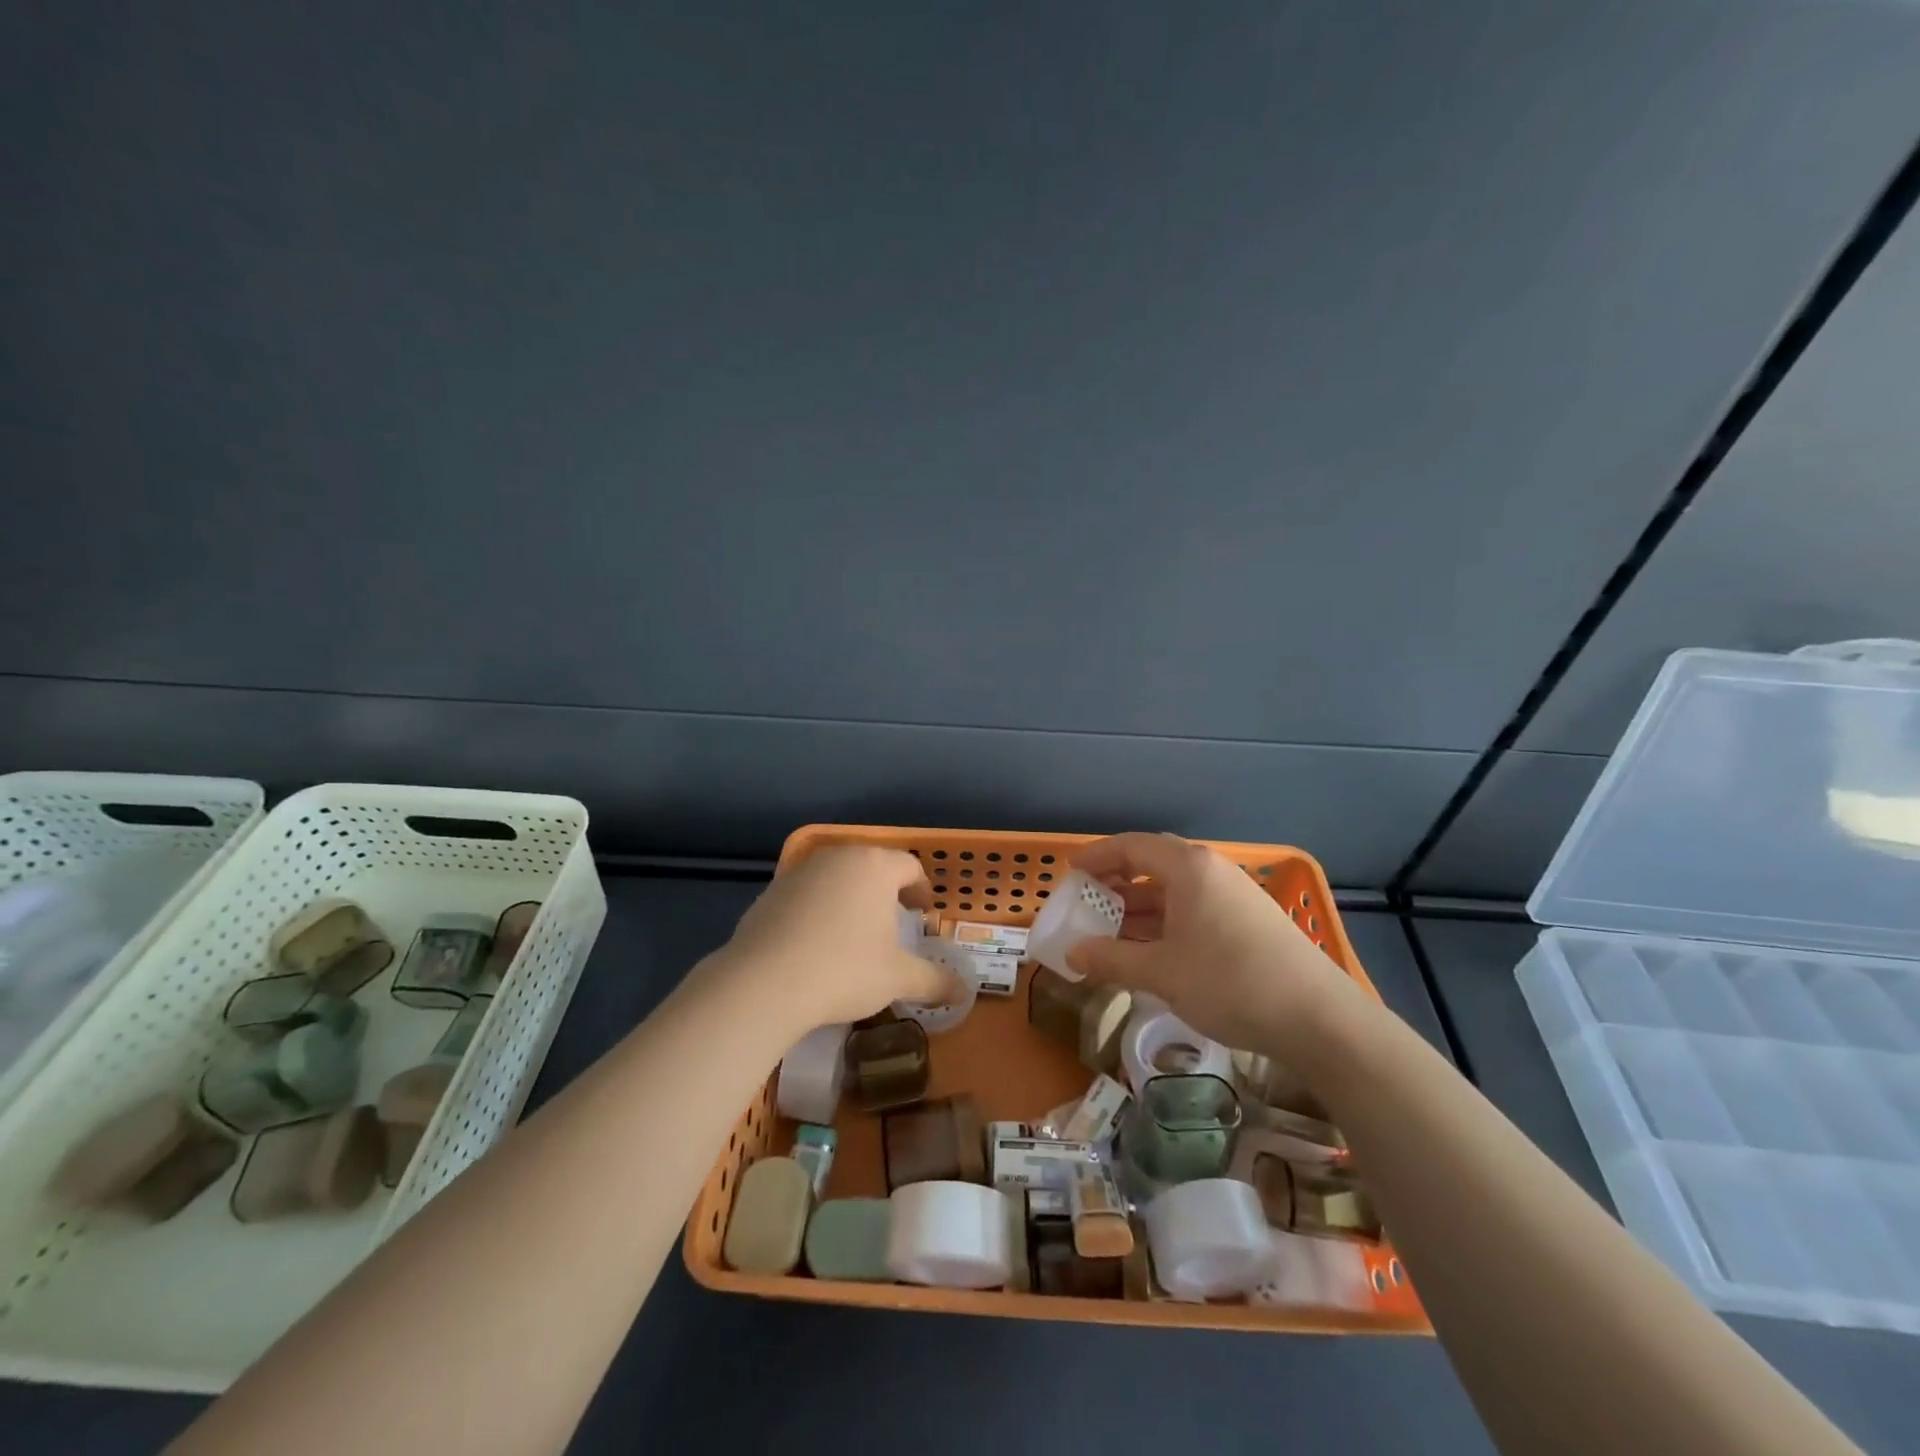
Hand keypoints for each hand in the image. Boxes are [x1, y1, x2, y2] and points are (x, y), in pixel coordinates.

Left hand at [715, 845, 957, 1033]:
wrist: (763, 983)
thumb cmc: (844, 970)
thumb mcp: (897, 978)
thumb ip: (935, 980)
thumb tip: (965, 990)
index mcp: (875, 867)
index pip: (909, 866)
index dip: (921, 889)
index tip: (923, 912)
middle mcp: (838, 858)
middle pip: (872, 866)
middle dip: (886, 891)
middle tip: (894, 921)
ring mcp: (800, 871)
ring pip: (837, 877)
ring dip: (851, 897)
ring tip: (855, 932)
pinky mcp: (770, 891)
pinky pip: (806, 894)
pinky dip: (818, 909)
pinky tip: (816, 943)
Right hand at [1063, 832, 1351, 1053]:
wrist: (1318, 1018)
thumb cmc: (1229, 982)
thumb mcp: (1161, 973)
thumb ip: (1111, 959)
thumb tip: (1072, 953)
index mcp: (1188, 868)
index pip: (1131, 847)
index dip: (1096, 857)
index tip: (1070, 873)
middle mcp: (1211, 871)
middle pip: (1153, 864)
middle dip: (1116, 882)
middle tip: (1087, 902)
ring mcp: (1234, 894)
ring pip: (1174, 889)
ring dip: (1139, 907)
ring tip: (1110, 931)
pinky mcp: (1249, 920)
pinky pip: (1193, 908)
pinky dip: (1165, 921)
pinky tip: (1151, 949)